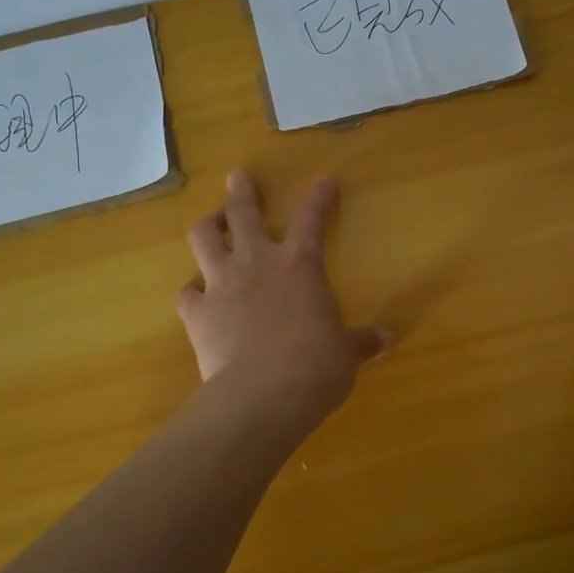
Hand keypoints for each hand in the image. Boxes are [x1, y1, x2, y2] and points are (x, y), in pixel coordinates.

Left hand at [177, 171, 387, 424]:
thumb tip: (387, 339)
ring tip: (210, 222)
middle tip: (238, 177)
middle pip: (243, 213)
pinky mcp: (197, 313)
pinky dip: (192, 290)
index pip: (312, 219)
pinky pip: (186, 292)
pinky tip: (196, 294)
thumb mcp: (345, 353)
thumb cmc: (316, 367)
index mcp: (300, 265)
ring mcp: (222, 284)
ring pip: (204, 238)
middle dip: (242, 192)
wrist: (264, 394)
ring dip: (208, 225)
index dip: (320, 198)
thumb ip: (360, 341)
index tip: (324, 181)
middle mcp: (257, 263)